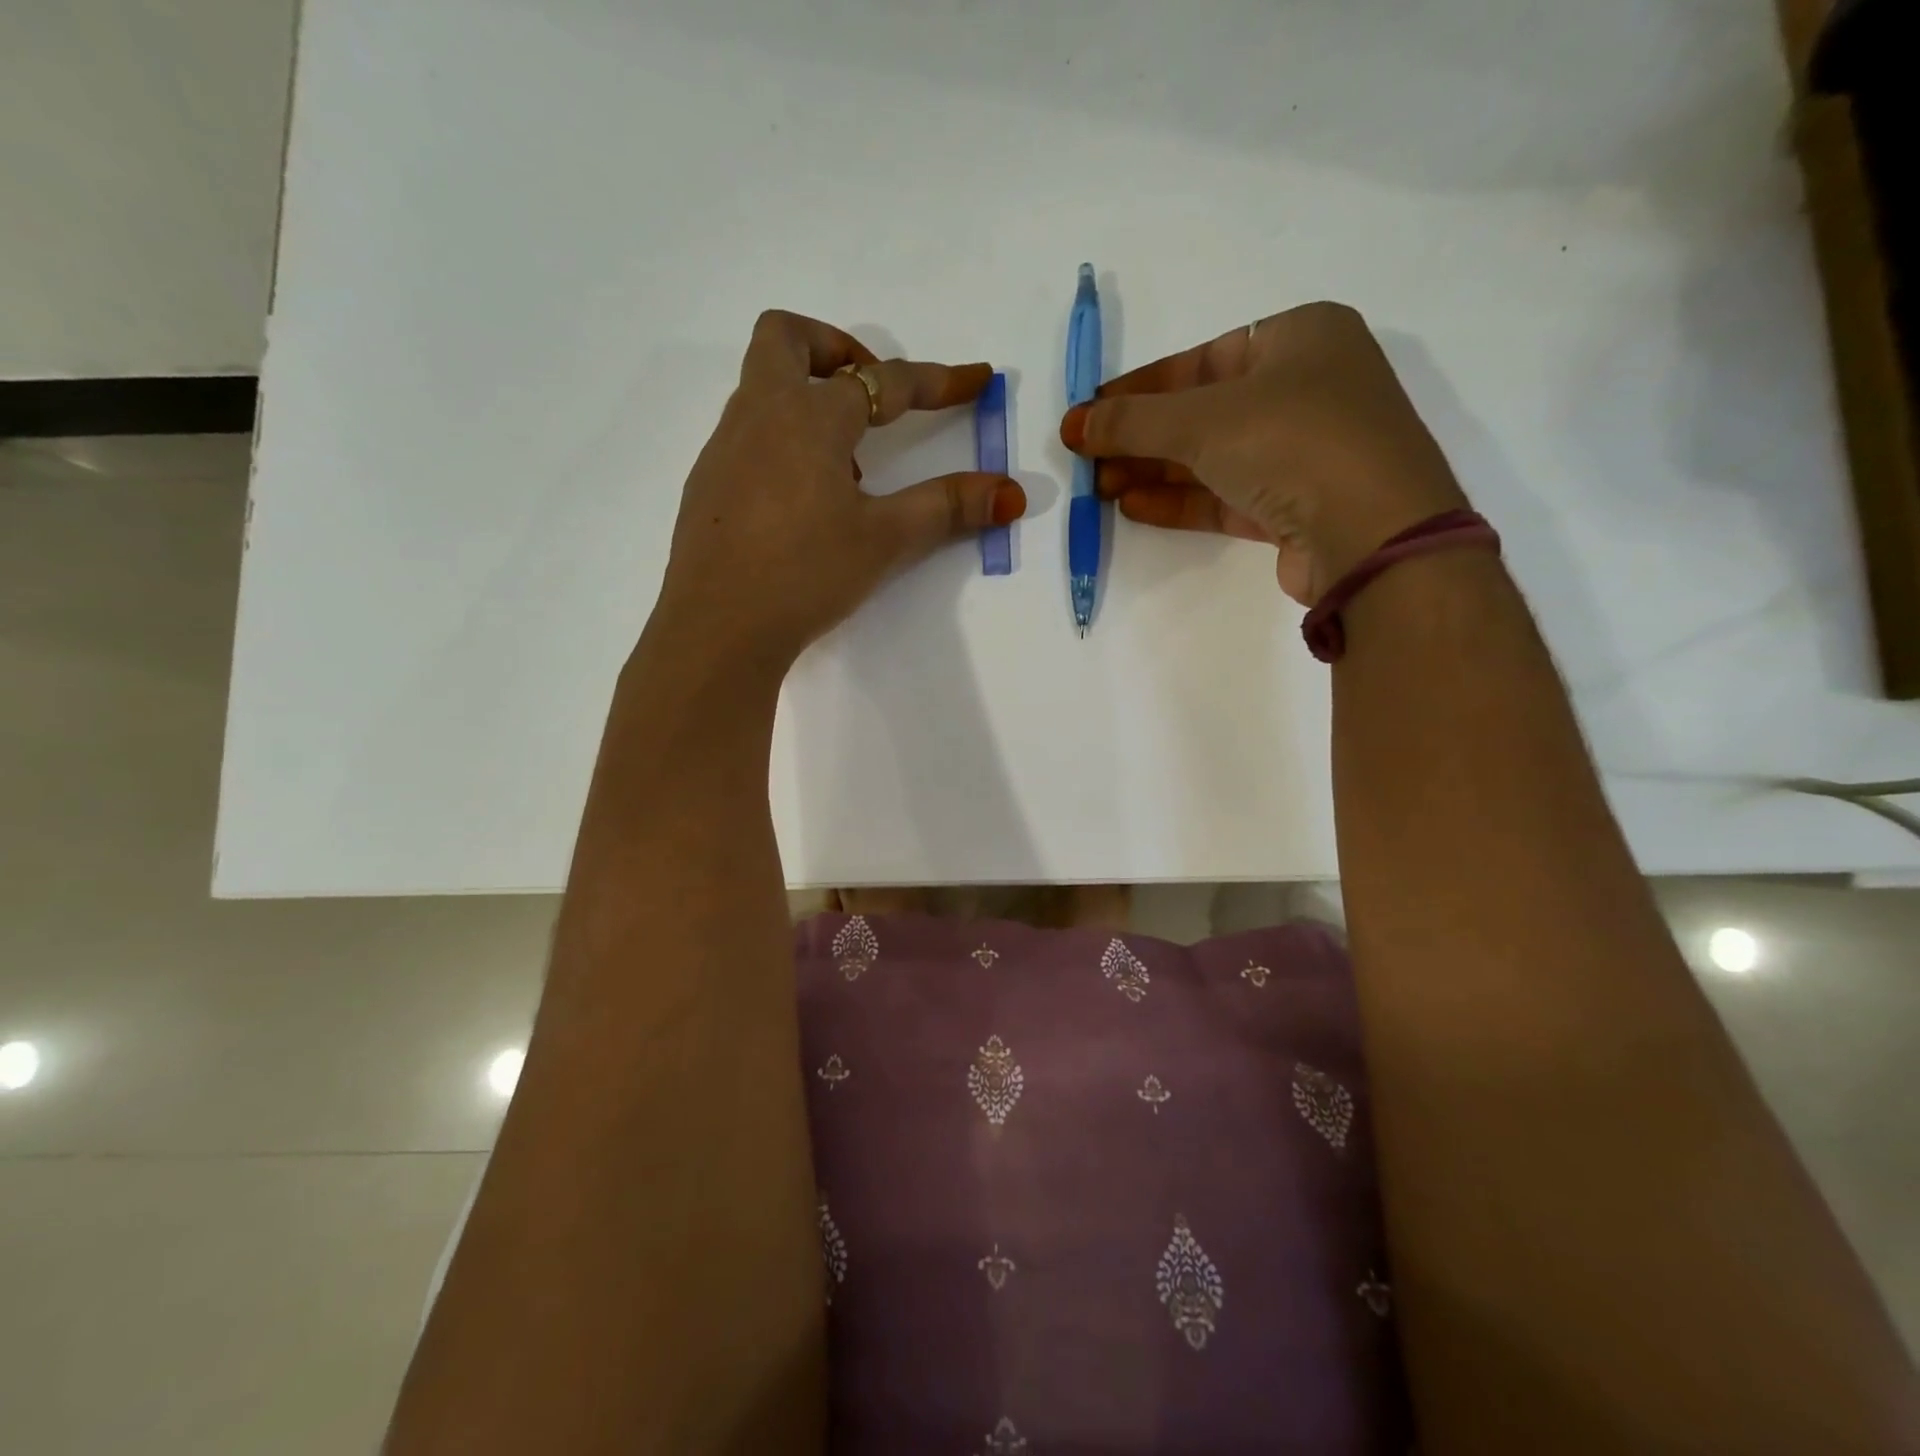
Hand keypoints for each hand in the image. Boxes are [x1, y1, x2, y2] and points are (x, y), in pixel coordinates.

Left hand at [653, 310, 1024, 668]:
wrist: (718, 628)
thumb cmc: (805, 573)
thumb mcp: (884, 539)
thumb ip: (947, 507)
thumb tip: (1012, 493)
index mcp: (807, 417)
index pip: (883, 382)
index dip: (936, 381)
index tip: (976, 381)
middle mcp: (758, 416)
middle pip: (785, 339)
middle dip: (835, 348)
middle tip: (870, 392)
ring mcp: (723, 449)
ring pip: (763, 390)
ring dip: (809, 403)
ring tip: (848, 468)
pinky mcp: (707, 486)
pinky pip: (748, 436)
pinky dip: (783, 443)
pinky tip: (804, 503)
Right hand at [1059, 301, 1466, 604]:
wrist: (1372, 534)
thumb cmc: (1293, 442)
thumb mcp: (1203, 420)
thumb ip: (1134, 421)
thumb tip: (1076, 424)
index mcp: (1300, 337)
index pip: (1202, 359)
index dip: (1140, 388)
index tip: (1092, 412)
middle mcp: (1307, 388)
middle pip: (1204, 411)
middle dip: (1142, 437)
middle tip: (1088, 458)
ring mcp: (1305, 452)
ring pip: (1214, 457)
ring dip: (1155, 471)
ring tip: (1101, 487)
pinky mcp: (1297, 507)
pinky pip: (1227, 495)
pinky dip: (1181, 500)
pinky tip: (1134, 506)